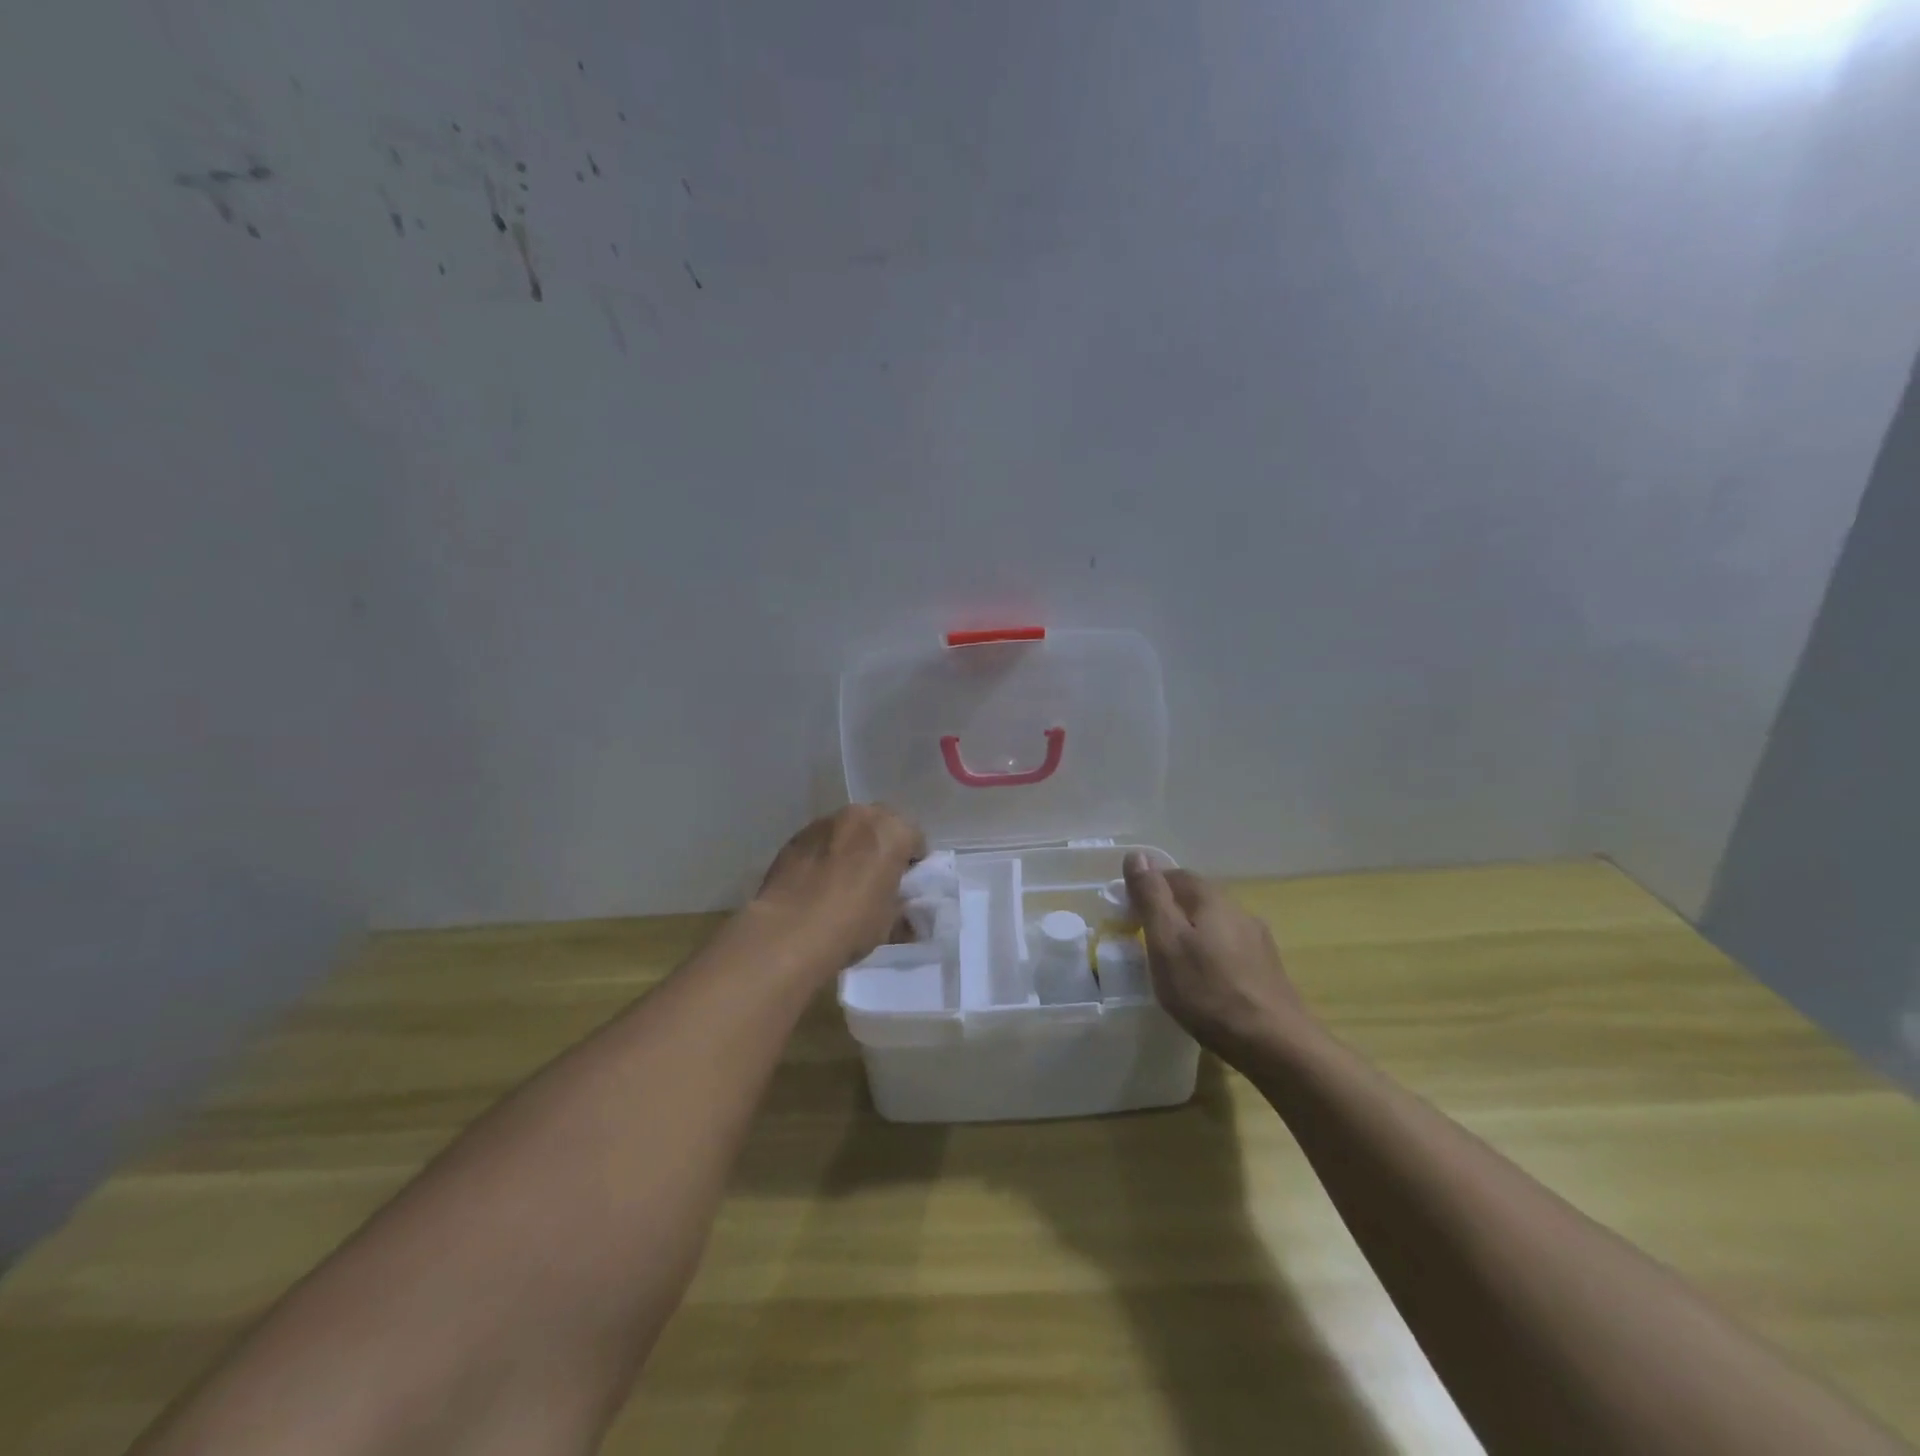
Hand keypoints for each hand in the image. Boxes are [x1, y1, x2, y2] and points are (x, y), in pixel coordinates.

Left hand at [751, 805, 926, 975]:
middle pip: (881, 823)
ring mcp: (824, 823)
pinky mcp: (796, 837)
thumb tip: (904, 914)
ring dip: (852, 845)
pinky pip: (821, 840)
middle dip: (882, 844)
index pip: (915, 838)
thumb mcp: (890, 922)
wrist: (788, 932)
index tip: (905, 883)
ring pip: (848, 828)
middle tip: (877, 876)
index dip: (913, 861)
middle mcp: (860, 817)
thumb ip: (901, 906)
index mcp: (893, 832)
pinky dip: (825, 853)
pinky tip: (817, 882)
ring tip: (843, 879)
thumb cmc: (852, 924)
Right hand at [1123, 852, 1311, 1060]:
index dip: (1148, 887)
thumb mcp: (1166, 942)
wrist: (1275, 1044)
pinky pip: (1229, 950)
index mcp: (1212, 898)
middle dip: (1169, 911)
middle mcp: (1238, 910)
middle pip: (1195, 899)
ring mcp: (1258, 940)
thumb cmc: (1208, 991)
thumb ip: (1151, 897)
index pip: (1174, 875)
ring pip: (1214, 925)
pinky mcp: (1267, 969)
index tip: (1128, 913)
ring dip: (1191, 935)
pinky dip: (1210, 957)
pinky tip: (1204, 982)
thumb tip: (1137, 854)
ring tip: (1172, 963)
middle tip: (1144, 939)